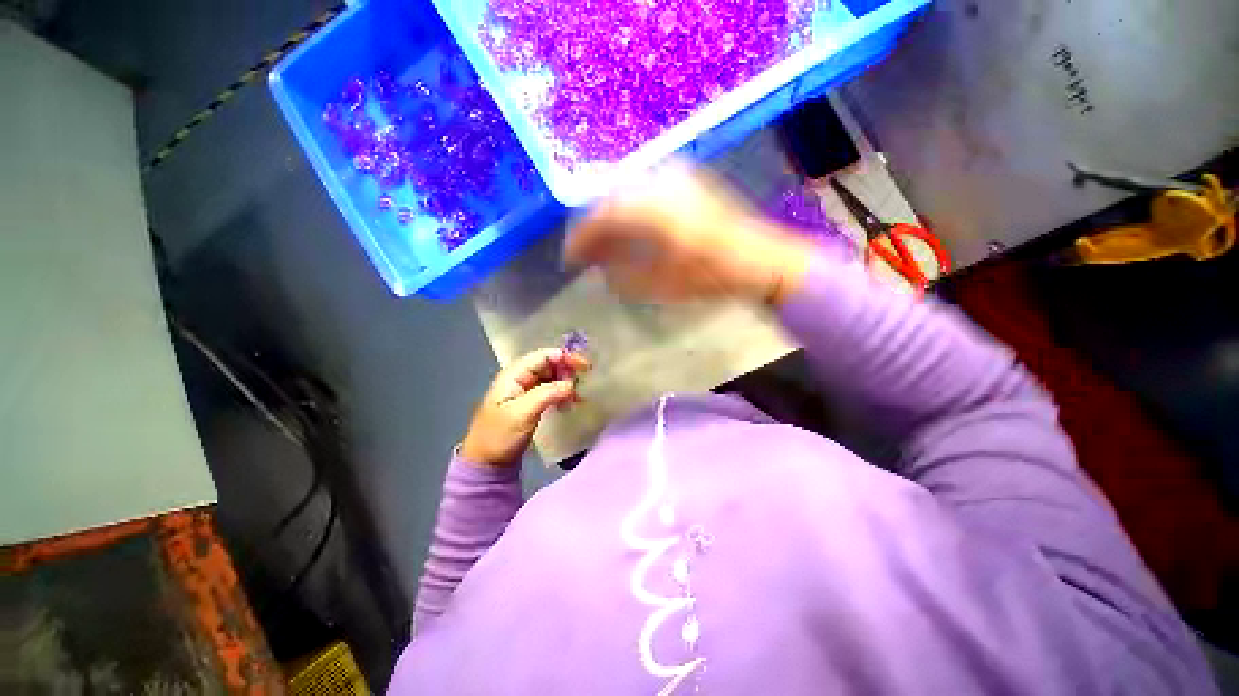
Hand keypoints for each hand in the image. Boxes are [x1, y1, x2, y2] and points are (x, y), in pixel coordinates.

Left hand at [460, 348, 590, 467]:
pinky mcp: (531, 403)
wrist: (486, 463)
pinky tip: (572, 403)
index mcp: (514, 374)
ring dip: (566, 382)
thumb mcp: (523, 413)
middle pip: (548, 364)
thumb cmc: (500, 435)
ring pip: (551, 377)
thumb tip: (571, 383)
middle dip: (567, 369)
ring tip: (579, 395)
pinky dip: (562, 394)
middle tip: (584, 380)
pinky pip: (550, 391)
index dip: (564, 357)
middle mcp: (520, 378)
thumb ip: (547, 394)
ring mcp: (525, 390)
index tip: (584, 366)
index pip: (543, 356)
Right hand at [565, 162, 813, 305]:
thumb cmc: (711, 277)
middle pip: (609, 200)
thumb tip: (599, 269)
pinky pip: (643, 190)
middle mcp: (660, 182)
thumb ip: (623, 276)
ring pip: (625, 193)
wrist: (758, 258)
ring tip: (606, 246)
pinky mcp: (685, 179)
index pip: (601, 218)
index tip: (570, 259)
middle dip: (593, 229)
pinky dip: (629, 210)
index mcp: (654, 210)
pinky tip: (629, 231)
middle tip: (586, 254)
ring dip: (610, 219)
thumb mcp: (663, 285)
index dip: (580, 238)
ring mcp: (675, 176)